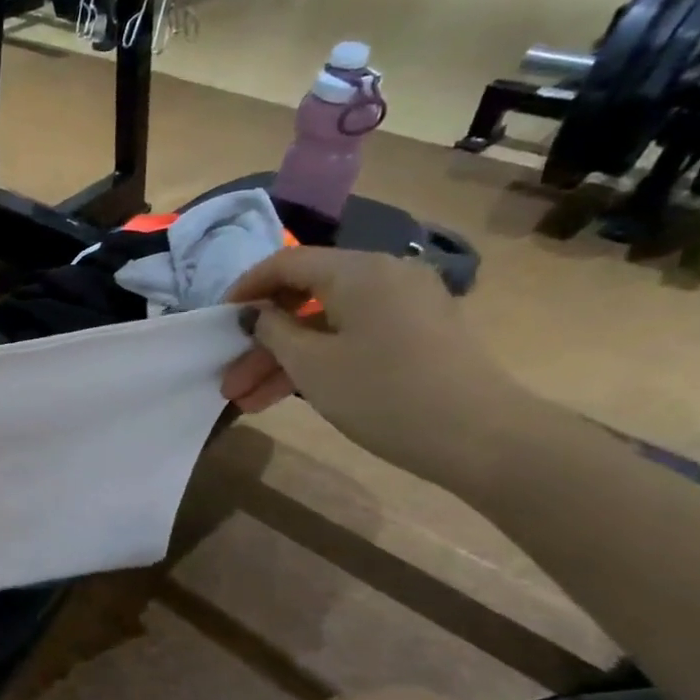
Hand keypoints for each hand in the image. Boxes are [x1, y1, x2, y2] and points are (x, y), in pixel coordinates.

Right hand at [219, 247, 532, 491]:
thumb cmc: (384, 393)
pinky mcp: (417, 335)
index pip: (286, 263)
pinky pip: (353, 337)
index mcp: (358, 270)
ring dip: (285, 360)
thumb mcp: (311, 364)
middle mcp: (384, 276)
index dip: (245, 289)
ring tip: (249, 402)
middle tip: (230, 380)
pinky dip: (319, 361)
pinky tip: (289, 396)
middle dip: (262, 342)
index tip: (218, 322)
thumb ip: (273, 331)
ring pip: (326, 325)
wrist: (482, 437)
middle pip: (304, 298)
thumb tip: (258, 314)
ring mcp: (405, 306)